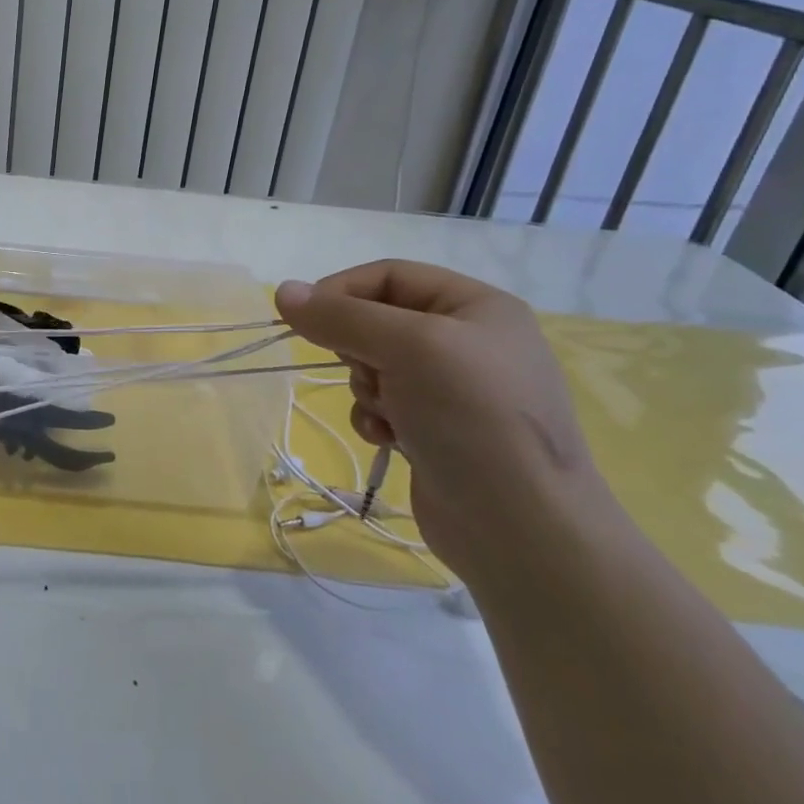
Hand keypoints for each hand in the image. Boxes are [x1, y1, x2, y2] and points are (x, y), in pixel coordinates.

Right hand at [275, 261, 603, 582]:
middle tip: (368, 372)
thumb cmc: (472, 418)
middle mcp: (467, 341)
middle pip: (377, 321)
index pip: (389, 275)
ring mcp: (453, 389)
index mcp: (476, 307)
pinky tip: (388, 440)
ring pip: (374, 365)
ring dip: (366, 388)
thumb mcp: (407, 348)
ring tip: (388, 414)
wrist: (521, 528)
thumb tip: (282, 290)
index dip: (341, 290)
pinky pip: (383, 405)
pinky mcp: (437, 430)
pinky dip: (375, 417)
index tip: (303, 318)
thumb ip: (341, 317)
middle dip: (358, 349)